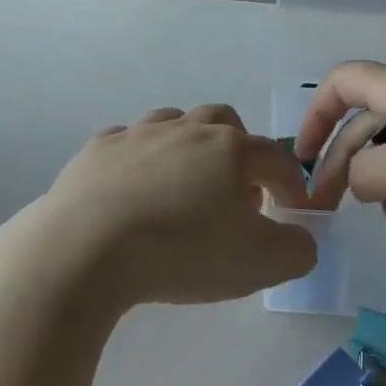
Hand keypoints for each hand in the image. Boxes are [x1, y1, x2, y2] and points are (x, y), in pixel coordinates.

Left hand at [28, 104, 314, 306]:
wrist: (85, 248)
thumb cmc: (182, 252)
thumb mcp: (259, 264)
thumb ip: (296, 250)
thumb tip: (299, 239)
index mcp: (230, 149)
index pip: (275, 157)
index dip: (290, 183)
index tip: (291, 210)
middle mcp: (186, 129)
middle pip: (224, 122)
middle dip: (238, 151)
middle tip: (236, 193)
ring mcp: (137, 134)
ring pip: (174, 123)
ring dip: (189, 146)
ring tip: (185, 185)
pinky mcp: (96, 150)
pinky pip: (126, 142)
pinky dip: (139, 159)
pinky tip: (133, 188)